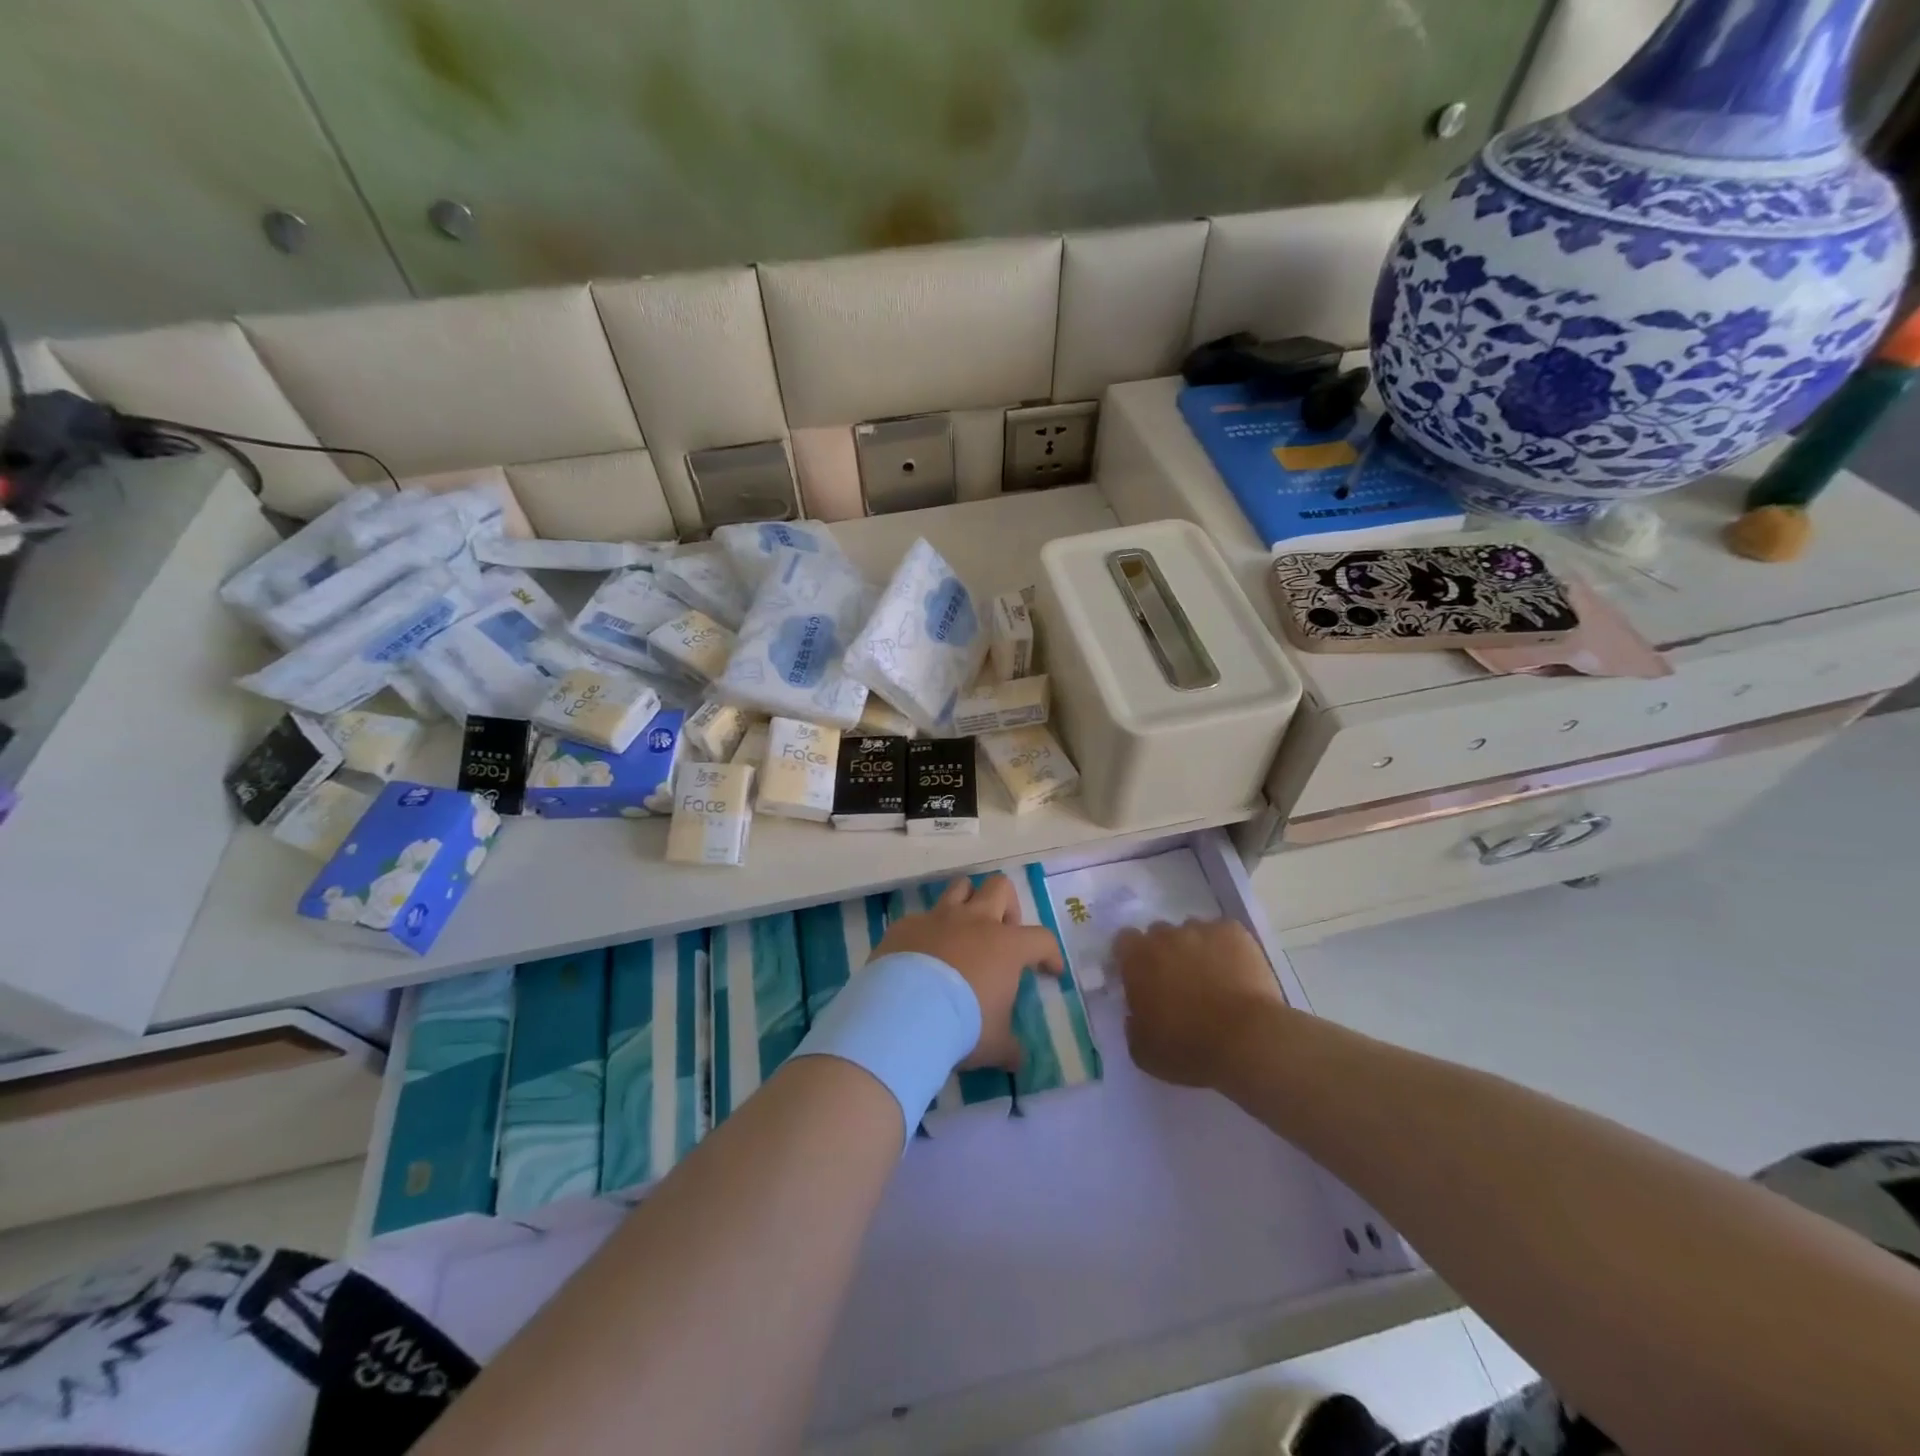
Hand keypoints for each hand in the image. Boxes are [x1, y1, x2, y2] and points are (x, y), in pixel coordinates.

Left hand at [873, 875, 1063, 1069]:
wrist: (904, 1013)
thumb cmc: (962, 1025)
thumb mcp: (995, 1045)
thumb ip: (1009, 1048)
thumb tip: (1017, 1060)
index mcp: (1006, 946)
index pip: (1042, 939)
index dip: (1050, 953)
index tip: (1050, 971)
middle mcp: (974, 921)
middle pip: (1000, 888)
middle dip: (1007, 906)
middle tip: (1002, 934)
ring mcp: (938, 918)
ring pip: (960, 887)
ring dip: (967, 902)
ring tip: (964, 930)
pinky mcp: (906, 925)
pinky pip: (921, 918)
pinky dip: (927, 932)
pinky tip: (921, 956)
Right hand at [1115, 919, 1287, 1089]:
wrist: (1248, 1041)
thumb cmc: (1189, 1048)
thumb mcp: (1143, 1051)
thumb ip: (1132, 1025)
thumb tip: (1136, 1014)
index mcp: (1137, 959)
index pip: (1124, 941)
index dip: (1131, 957)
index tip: (1140, 977)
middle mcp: (1165, 935)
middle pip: (1158, 933)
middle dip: (1164, 952)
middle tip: (1177, 981)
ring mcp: (1202, 930)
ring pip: (1192, 932)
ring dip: (1195, 949)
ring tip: (1212, 978)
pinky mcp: (1235, 932)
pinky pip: (1224, 933)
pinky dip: (1226, 948)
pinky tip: (1236, 972)